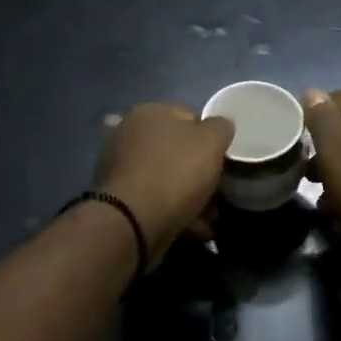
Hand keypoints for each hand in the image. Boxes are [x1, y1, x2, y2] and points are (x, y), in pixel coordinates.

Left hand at [95, 103, 233, 265]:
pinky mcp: (118, 197)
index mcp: (149, 112)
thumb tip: (219, 125)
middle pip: (176, 150)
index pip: (189, 116)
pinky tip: (194, 228)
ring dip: (190, 196)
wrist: (133, 221)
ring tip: (209, 218)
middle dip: (200, 172)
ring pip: (166, 177)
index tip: (223, 160)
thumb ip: (220, 127)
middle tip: (218, 193)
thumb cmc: (175, 172)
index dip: (211, 137)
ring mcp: (119, 166)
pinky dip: (174, 211)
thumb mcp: (212, 142)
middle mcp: (129, 133)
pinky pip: (154, 199)